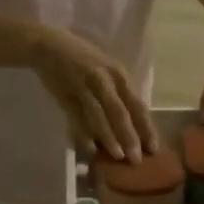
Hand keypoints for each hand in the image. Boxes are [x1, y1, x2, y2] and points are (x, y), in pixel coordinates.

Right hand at [30, 27, 159, 161]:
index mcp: (119, 75)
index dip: (146, 127)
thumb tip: (134, 125)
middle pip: (120, 112)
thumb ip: (120, 93)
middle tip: (136, 159)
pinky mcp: (65, 94)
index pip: (137, 104)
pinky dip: (84, 133)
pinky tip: (91, 149)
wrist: (49, 45)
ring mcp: (84, 87)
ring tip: (117, 156)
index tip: (154, 148)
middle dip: (130, 137)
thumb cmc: (84, 59)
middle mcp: (104, 80)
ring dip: (109, 137)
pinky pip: (77, 118)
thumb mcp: (108, 71)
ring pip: (99, 116)